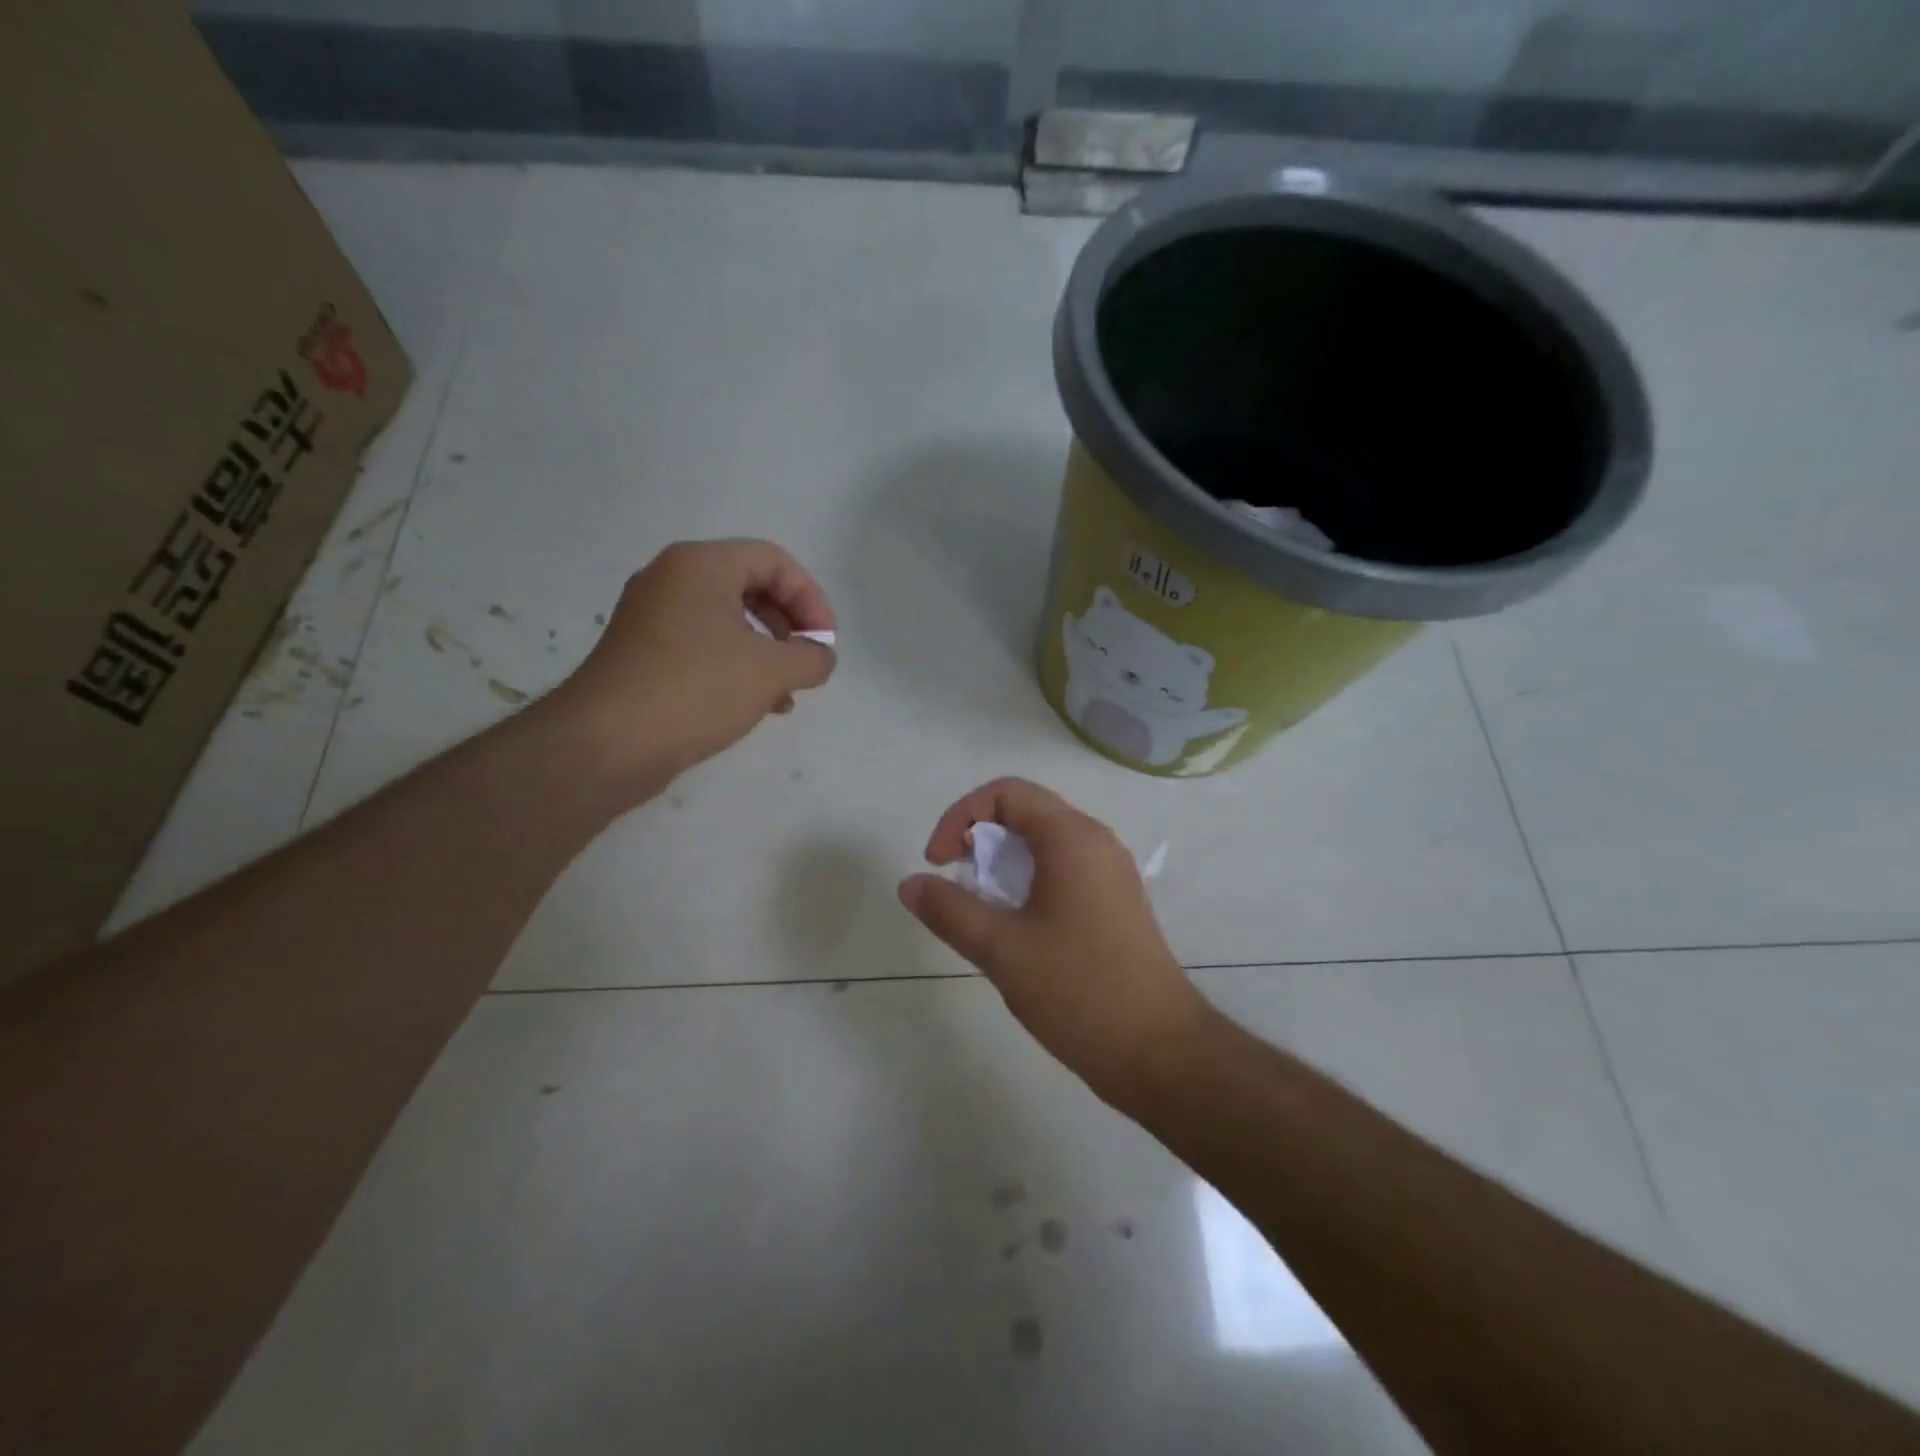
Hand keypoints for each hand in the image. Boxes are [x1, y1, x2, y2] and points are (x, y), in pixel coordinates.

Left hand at [546, 539, 836, 796]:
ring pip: (728, 621)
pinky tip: (755, 705)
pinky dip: (736, 667)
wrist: (607, 743)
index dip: (811, 599)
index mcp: (701, 565)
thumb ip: (811, 658)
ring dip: (766, 652)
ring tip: (786, 693)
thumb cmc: (696, 690)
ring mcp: (652, 617)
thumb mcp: (771, 672)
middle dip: (789, 626)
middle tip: (807, 662)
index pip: (774, 561)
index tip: (825, 643)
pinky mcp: (643, 653)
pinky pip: (703, 646)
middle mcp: (672, 579)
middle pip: (751, 587)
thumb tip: (820, 657)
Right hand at [898, 778, 1212, 1109]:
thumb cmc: (1079, 990)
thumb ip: (950, 910)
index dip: (961, 816)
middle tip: (956, 884)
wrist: (1160, 1052)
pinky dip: (1028, 883)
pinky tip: (1015, 928)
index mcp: (1072, 838)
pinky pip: (1063, 871)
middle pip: (1026, 813)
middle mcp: (1096, 842)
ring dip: (1003, 864)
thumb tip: (910, 884)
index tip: (938, 863)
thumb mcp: (1002, 949)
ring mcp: (1111, 873)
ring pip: (1044, 844)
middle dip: (979, 839)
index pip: (1006, 793)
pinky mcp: (1116, 903)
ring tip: (981, 909)